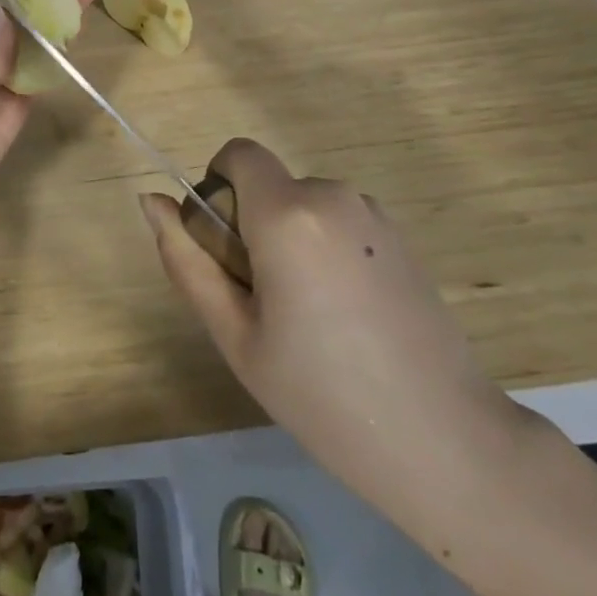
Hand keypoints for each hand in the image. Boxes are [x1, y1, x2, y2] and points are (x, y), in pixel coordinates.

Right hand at [141, 139, 539, 545]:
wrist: (446, 441)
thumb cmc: (323, 395)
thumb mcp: (236, 336)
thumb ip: (187, 261)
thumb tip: (150, 201)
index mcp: (287, 213)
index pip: (238, 154)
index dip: (219, 186)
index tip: (225, 247)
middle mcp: (331, 194)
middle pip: (268, 186)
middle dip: (252, 225)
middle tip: (266, 304)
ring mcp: (372, 212)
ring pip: (303, 206)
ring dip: (290, 240)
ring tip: (311, 319)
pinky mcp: (399, 235)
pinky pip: (338, 222)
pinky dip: (326, 249)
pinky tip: (350, 317)